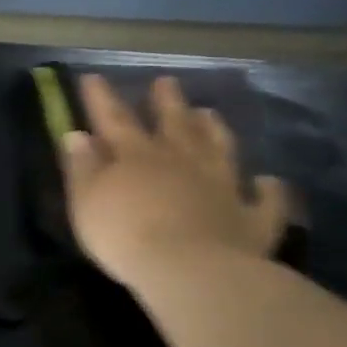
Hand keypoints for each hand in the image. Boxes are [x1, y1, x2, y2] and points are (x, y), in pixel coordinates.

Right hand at [61, 74, 290, 286]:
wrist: (188, 270)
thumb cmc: (124, 235)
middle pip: (174, 125)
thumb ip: (82, 168)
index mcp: (136, 157)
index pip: (114, 119)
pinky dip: (268, 190)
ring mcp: (222, 187)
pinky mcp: (251, 219)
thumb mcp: (87, 201)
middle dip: (167, 102)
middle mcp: (182, 162)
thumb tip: (77, 135)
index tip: (93, 77)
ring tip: (210, 113)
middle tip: (166, 82)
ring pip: (219, 150)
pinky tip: (270, 182)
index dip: (102, 98)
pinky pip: (265, 201)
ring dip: (214, 131)